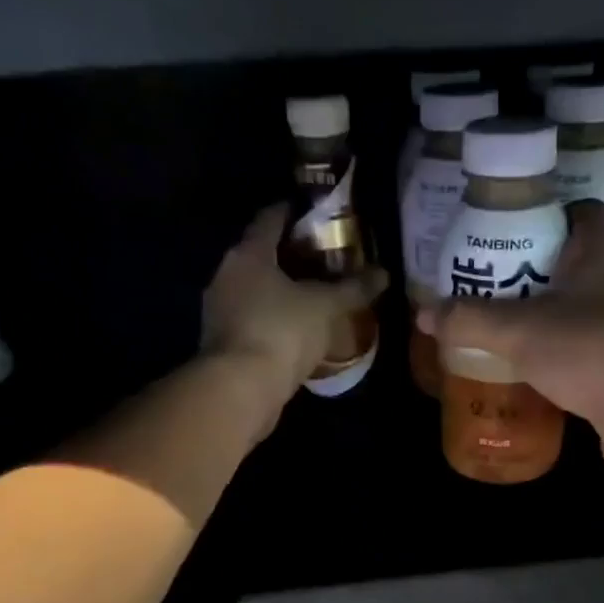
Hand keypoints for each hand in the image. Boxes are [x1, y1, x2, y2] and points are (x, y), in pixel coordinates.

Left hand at [202, 204, 386, 398]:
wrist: (240, 389)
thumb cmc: (282, 332)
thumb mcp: (326, 307)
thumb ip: (353, 288)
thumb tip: (384, 273)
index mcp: (248, 253)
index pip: (270, 218)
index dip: (294, 212)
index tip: (318, 216)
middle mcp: (226, 274)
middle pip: (260, 254)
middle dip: (290, 256)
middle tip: (324, 260)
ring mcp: (219, 310)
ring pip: (254, 289)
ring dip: (279, 291)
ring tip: (313, 297)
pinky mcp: (221, 343)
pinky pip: (252, 319)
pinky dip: (272, 319)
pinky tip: (295, 331)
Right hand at [419, 200, 603, 481]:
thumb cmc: (592, 352)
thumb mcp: (519, 333)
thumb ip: (471, 320)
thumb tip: (423, 313)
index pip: (581, 213)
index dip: (547, 217)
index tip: (511, 237)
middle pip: (583, 264)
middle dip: (543, 275)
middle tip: (500, 289)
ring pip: (593, 309)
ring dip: (561, 318)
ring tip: (517, 333)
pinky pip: (602, 349)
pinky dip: (576, 355)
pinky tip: (547, 373)